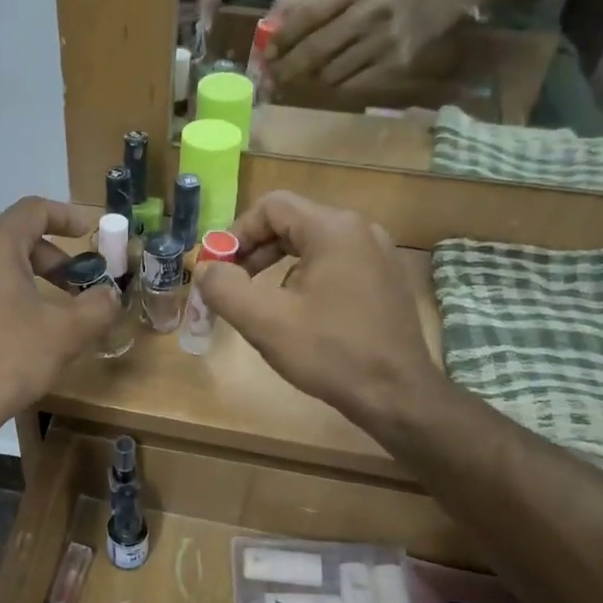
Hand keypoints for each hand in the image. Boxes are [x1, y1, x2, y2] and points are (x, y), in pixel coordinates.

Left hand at [0, 197, 118, 433]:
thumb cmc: (8, 359)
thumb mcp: (66, 333)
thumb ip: (97, 307)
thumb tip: (108, 295)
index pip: (33, 210)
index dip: (66, 217)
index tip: (87, 233)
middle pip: (10, 239)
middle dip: (47, 259)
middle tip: (73, 286)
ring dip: (19, 279)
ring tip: (40, 313)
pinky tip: (3, 333)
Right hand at [195, 192, 439, 430]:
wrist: (398, 396)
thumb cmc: (331, 353)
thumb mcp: (265, 321)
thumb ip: (225, 288)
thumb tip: (205, 269)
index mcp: (333, 229)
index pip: (271, 206)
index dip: (236, 233)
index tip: (219, 269)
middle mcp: (360, 230)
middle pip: (292, 222)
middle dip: (254, 250)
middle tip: (231, 285)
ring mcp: (379, 254)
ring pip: (312, 244)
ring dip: (277, 266)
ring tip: (261, 302)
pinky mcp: (385, 279)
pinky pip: (335, 263)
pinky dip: (305, 277)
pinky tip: (298, 314)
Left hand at [267, 0, 469, 99]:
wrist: (421, 11)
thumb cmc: (362, 2)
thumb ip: (296, 4)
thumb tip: (266, 29)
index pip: (308, 13)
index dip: (283, 37)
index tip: (267, 53)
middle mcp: (373, 9)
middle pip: (316, 49)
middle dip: (287, 68)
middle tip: (272, 77)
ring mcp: (386, 41)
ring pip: (329, 74)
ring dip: (308, 80)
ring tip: (300, 77)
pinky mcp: (393, 67)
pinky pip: (347, 87)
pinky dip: (330, 88)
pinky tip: (326, 82)